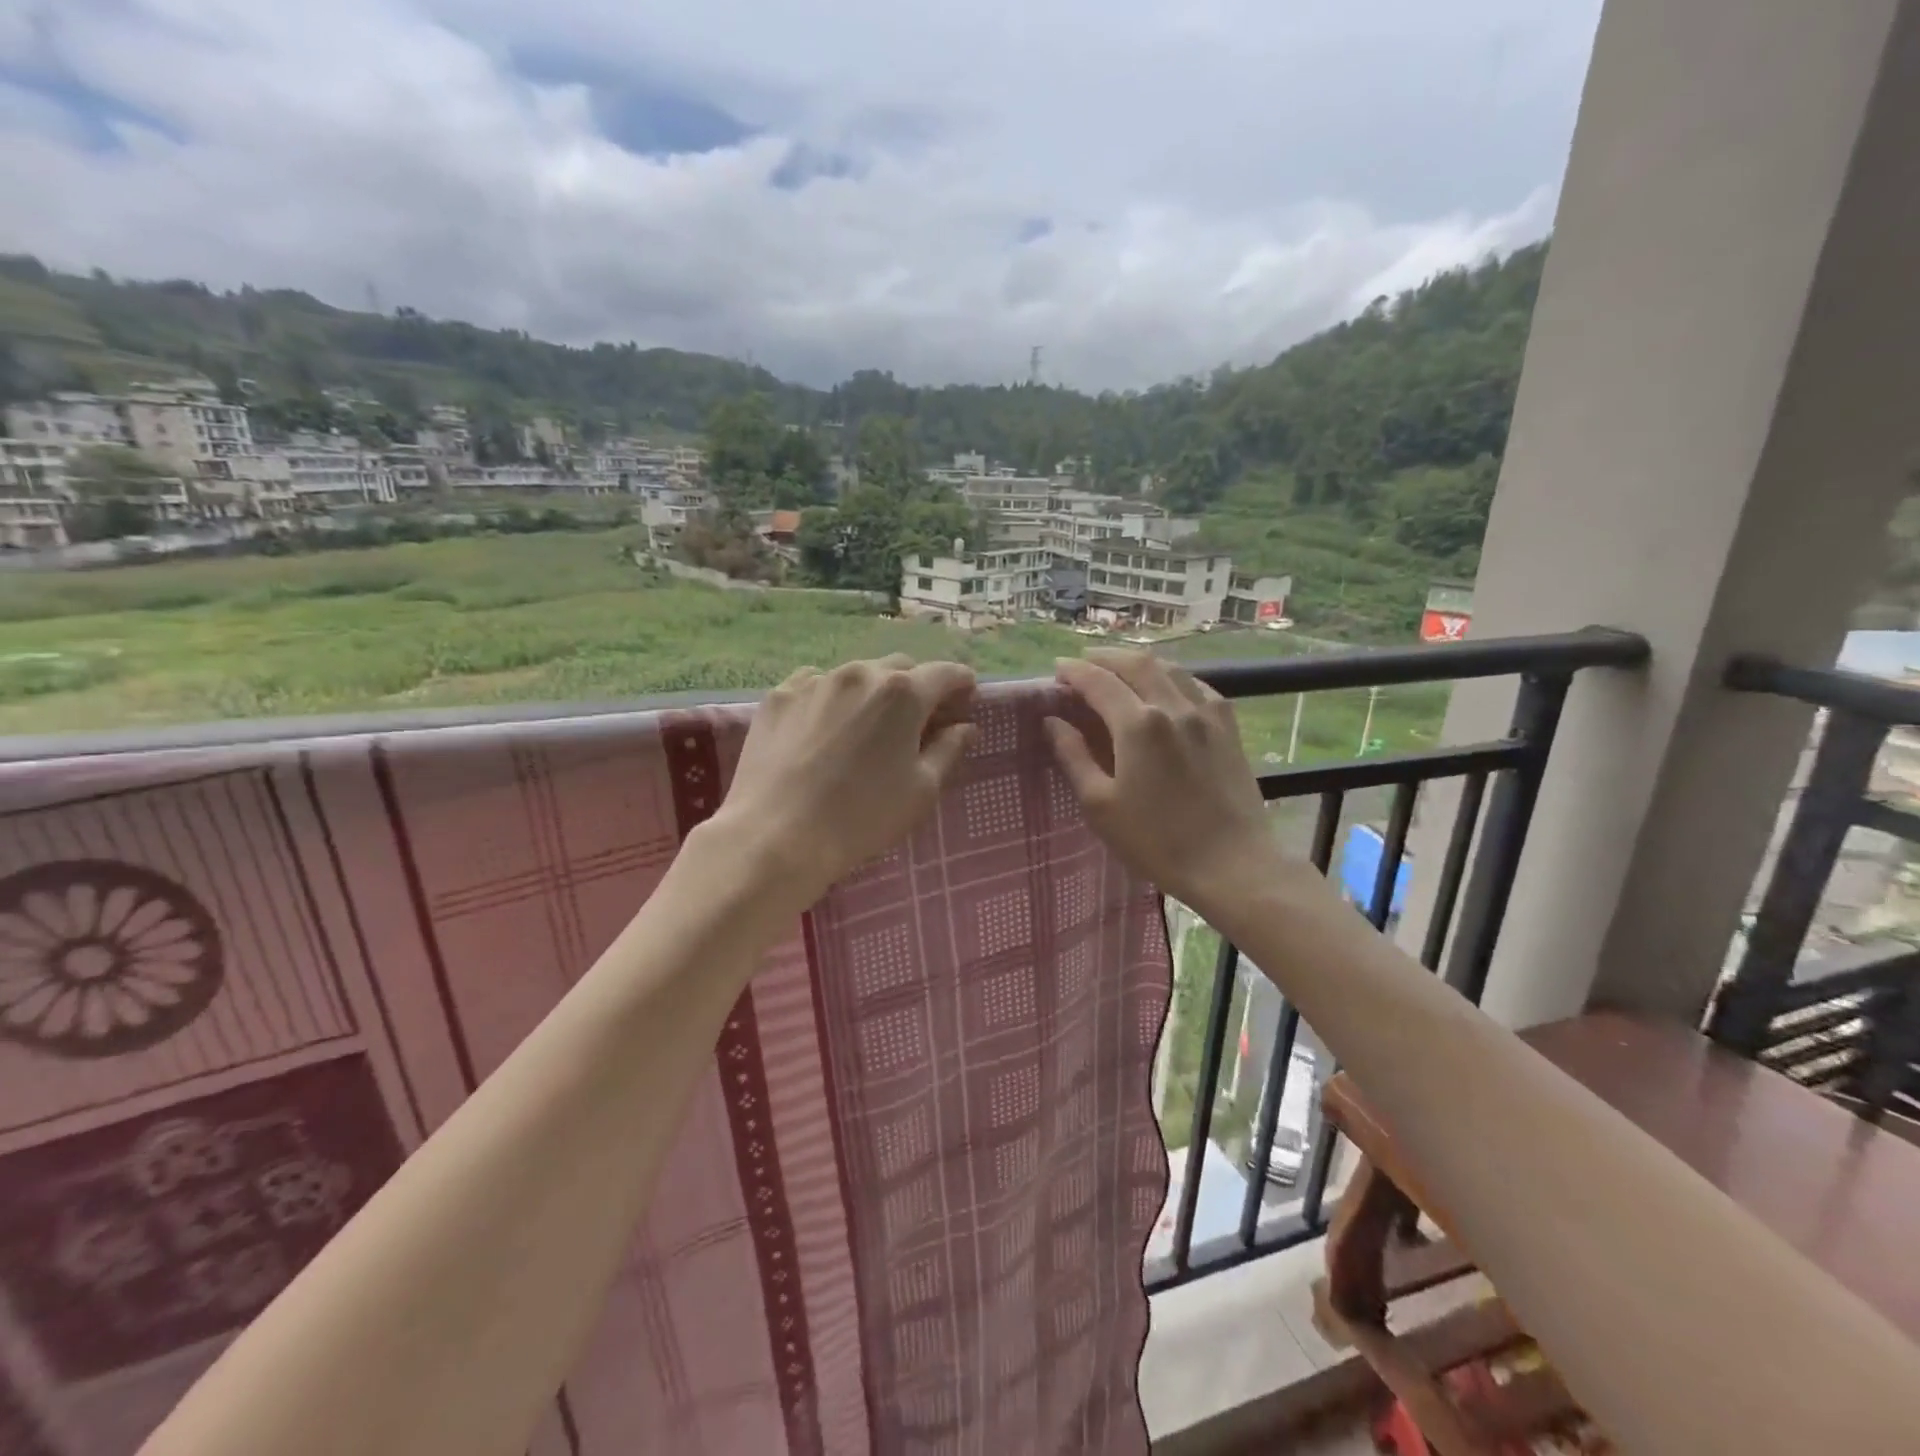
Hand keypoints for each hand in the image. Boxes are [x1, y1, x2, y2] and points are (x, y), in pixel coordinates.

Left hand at [709, 655, 976, 910]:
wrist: (777, 835)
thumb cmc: (863, 817)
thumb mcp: (920, 790)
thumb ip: (948, 750)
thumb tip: (966, 727)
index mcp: (904, 693)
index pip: (945, 673)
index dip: (961, 685)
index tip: (965, 700)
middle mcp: (861, 674)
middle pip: (901, 668)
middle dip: (916, 688)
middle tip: (916, 721)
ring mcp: (815, 681)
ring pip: (856, 674)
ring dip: (871, 692)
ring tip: (865, 727)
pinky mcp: (779, 696)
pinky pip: (815, 685)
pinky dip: (830, 698)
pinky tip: (823, 728)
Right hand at [1045, 649, 1280, 914]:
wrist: (1231, 865)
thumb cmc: (1157, 841)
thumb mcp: (1100, 805)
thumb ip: (1074, 757)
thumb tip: (1053, 722)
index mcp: (1138, 725)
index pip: (1098, 682)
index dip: (1074, 671)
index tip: (1057, 668)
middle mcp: (1173, 707)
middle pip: (1136, 664)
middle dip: (1106, 657)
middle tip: (1084, 662)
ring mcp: (1207, 714)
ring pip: (1170, 669)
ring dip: (1139, 662)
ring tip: (1120, 669)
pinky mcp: (1228, 729)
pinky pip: (1198, 686)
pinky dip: (1173, 677)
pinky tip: (1167, 688)